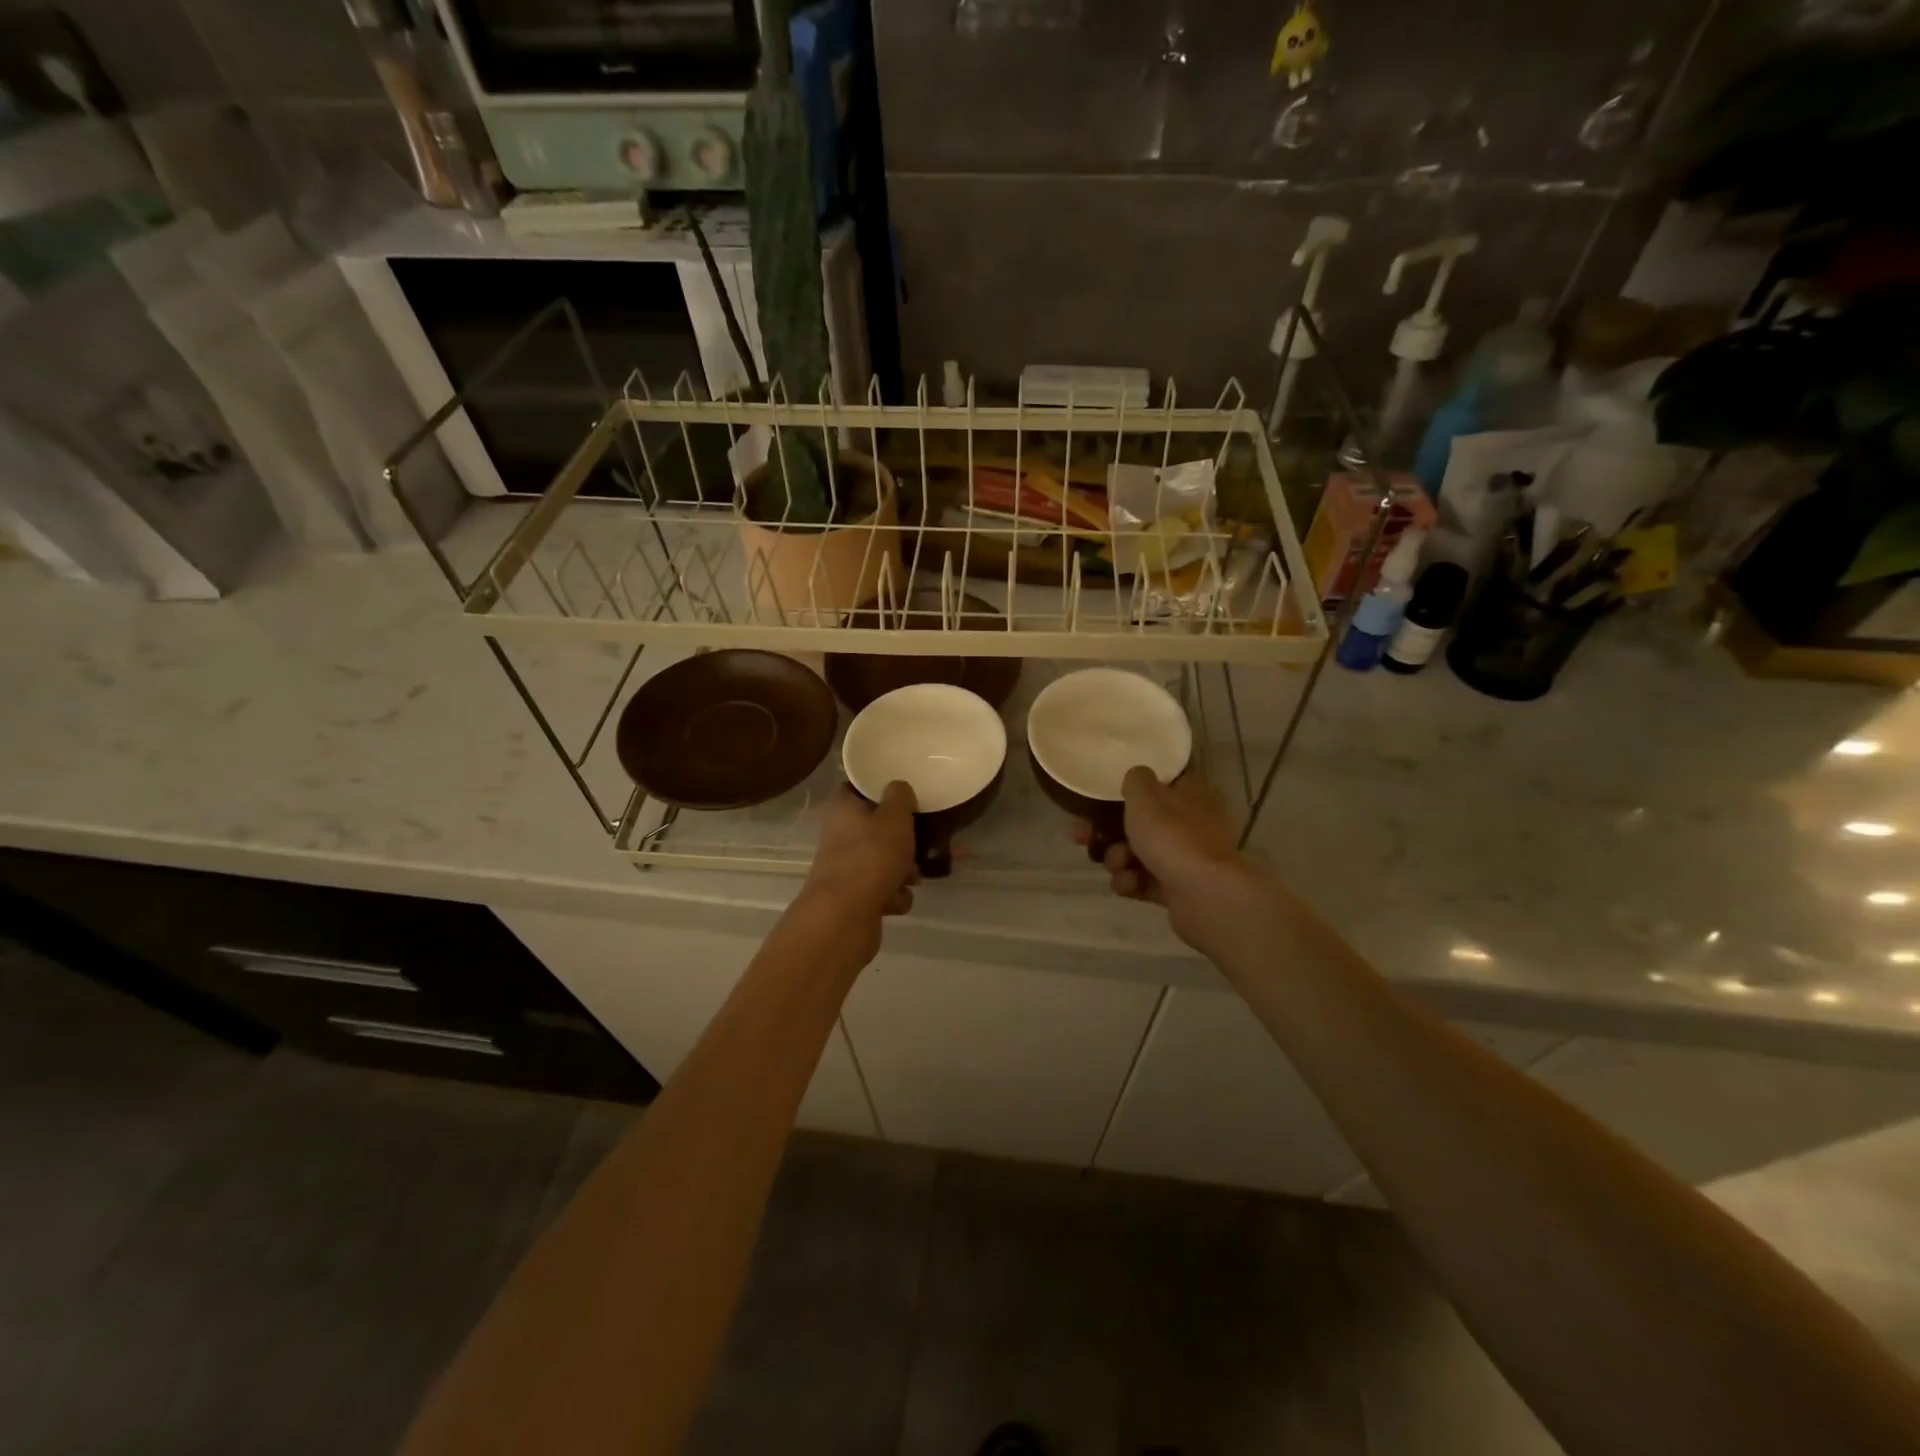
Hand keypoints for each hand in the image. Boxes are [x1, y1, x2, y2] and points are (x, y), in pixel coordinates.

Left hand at [804, 783, 918, 927]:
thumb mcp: (895, 817)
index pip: (857, 789)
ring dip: (902, 870)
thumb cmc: (872, 856)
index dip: (880, 790)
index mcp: (842, 809)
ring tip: (915, 878)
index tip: (905, 796)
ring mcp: (843, 868)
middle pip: (875, 829)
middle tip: (920, 843)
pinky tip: (898, 901)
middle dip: (901, 840)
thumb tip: (897, 787)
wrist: (845, 916)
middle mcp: (838, 836)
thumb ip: (900, 797)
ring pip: (880, 861)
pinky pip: (880, 890)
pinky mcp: (851, 897)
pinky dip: (892, 895)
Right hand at [1075, 767, 1264, 950]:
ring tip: (1118, 866)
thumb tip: (1137, 777)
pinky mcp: (1177, 889)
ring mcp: (1184, 858)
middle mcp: (1190, 823)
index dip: (1125, 792)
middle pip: (1139, 822)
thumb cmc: (1172, 837)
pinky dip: (1131, 882)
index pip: (1156, 784)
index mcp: (1189, 794)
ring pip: (1136, 853)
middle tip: (1083, 837)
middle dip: (1108, 832)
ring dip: (1117, 859)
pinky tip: (1128, 885)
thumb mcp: (1145, 796)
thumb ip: (1135, 780)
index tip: (1097, 801)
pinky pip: (1143, 881)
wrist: (1204, 896)